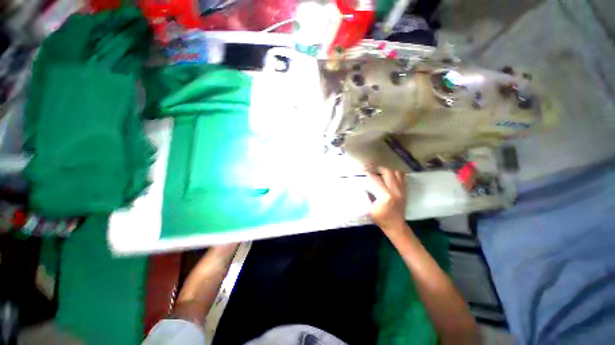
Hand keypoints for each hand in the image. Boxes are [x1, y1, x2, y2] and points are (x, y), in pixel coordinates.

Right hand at [364, 167, 407, 232]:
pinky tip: (387, 177)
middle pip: (387, 171)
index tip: (361, 170)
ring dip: (386, 171)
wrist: (396, 225)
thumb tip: (362, 184)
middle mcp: (395, 190)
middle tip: (370, 169)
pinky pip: (401, 177)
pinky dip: (394, 174)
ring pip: (396, 172)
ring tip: (379, 172)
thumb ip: (365, 195)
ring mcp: (402, 190)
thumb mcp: (368, 208)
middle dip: (377, 168)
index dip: (367, 173)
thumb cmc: (380, 218)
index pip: (374, 179)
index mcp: (385, 196)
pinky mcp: (405, 191)